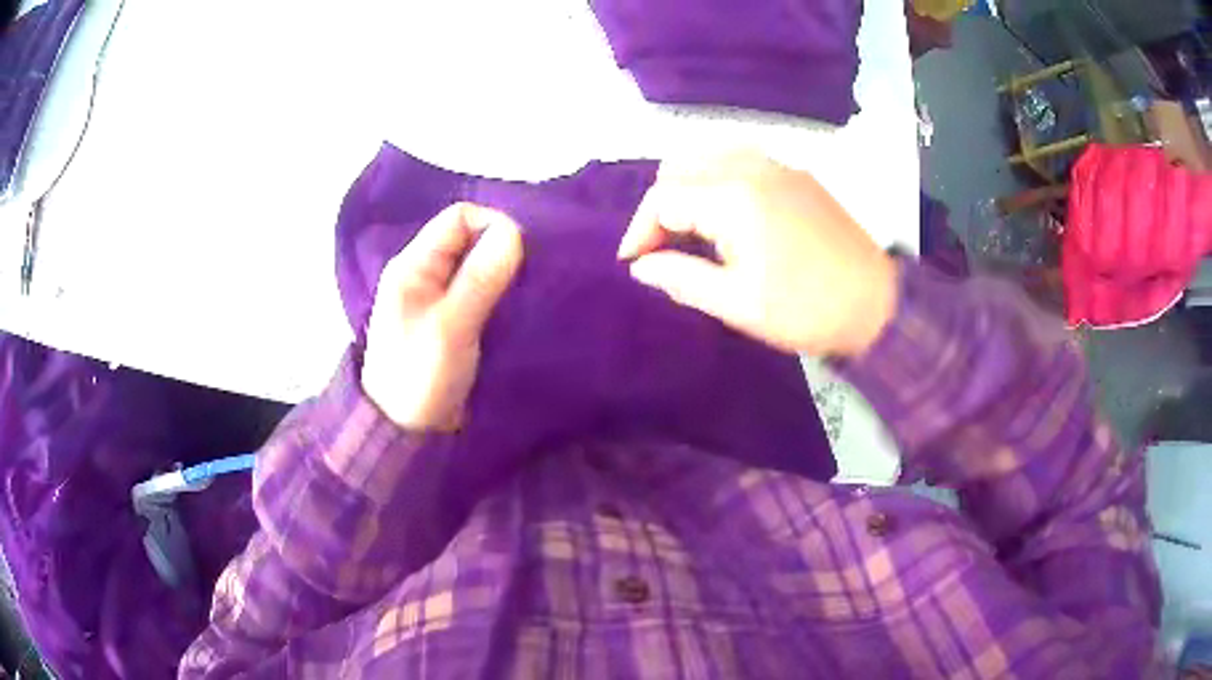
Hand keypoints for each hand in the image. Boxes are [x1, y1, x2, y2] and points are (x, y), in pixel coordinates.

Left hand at [362, 203, 522, 429]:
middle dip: (503, 251)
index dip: (493, 225)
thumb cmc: (420, 377)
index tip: (522, 256)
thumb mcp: (451, 326)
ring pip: (478, 268)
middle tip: (529, 279)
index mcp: (414, 266)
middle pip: (470, 240)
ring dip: (504, 276)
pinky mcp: (452, 322)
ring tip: (528, 294)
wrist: (405, 433)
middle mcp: (425, 275)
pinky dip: (500, 297)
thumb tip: (514, 231)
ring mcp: (438, 299)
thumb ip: (481, 277)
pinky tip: (517, 310)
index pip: (459, 218)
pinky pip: (480, 294)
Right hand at [617, 151, 896, 357]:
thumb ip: (681, 278)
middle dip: (662, 206)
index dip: (640, 231)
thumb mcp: (737, 304)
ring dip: (689, 187)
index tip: (634, 264)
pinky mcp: (798, 174)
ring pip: (710, 156)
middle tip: (665, 248)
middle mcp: (751, 167)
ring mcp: (778, 165)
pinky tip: (730, 216)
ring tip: (693, 230)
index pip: (663, 198)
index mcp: (733, 197)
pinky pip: (742, 160)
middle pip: (681, 166)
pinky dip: (719, 179)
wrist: (877, 304)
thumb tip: (641, 266)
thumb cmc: (806, 309)